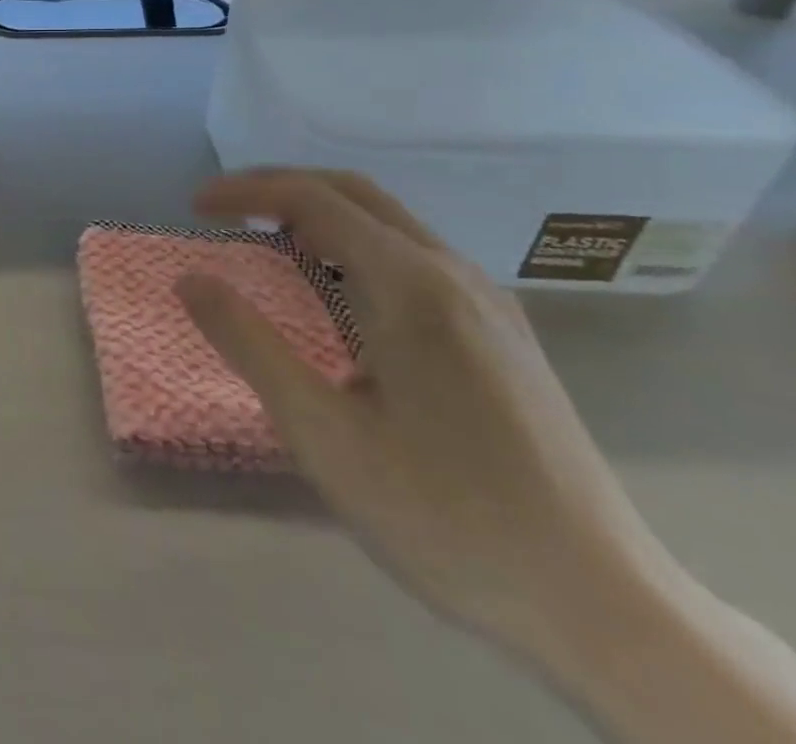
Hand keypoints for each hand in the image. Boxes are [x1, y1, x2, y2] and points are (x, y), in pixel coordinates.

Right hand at [182, 168, 669, 651]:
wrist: (606, 609)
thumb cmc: (446, 518)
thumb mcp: (323, 434)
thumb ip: (249, 344)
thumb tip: (189, 279)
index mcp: (411, 286)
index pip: (312, 198)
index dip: (245, 191)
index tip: (194, 208)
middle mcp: (454, 275)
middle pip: (353, 192)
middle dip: (279, 187)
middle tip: (223, 210)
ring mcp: (488, 303)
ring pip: (389, 221)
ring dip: (319, 212)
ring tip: (265, 240)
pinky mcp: (504, 334)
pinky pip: (414, 255)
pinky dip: (355, 243)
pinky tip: (337, 288)